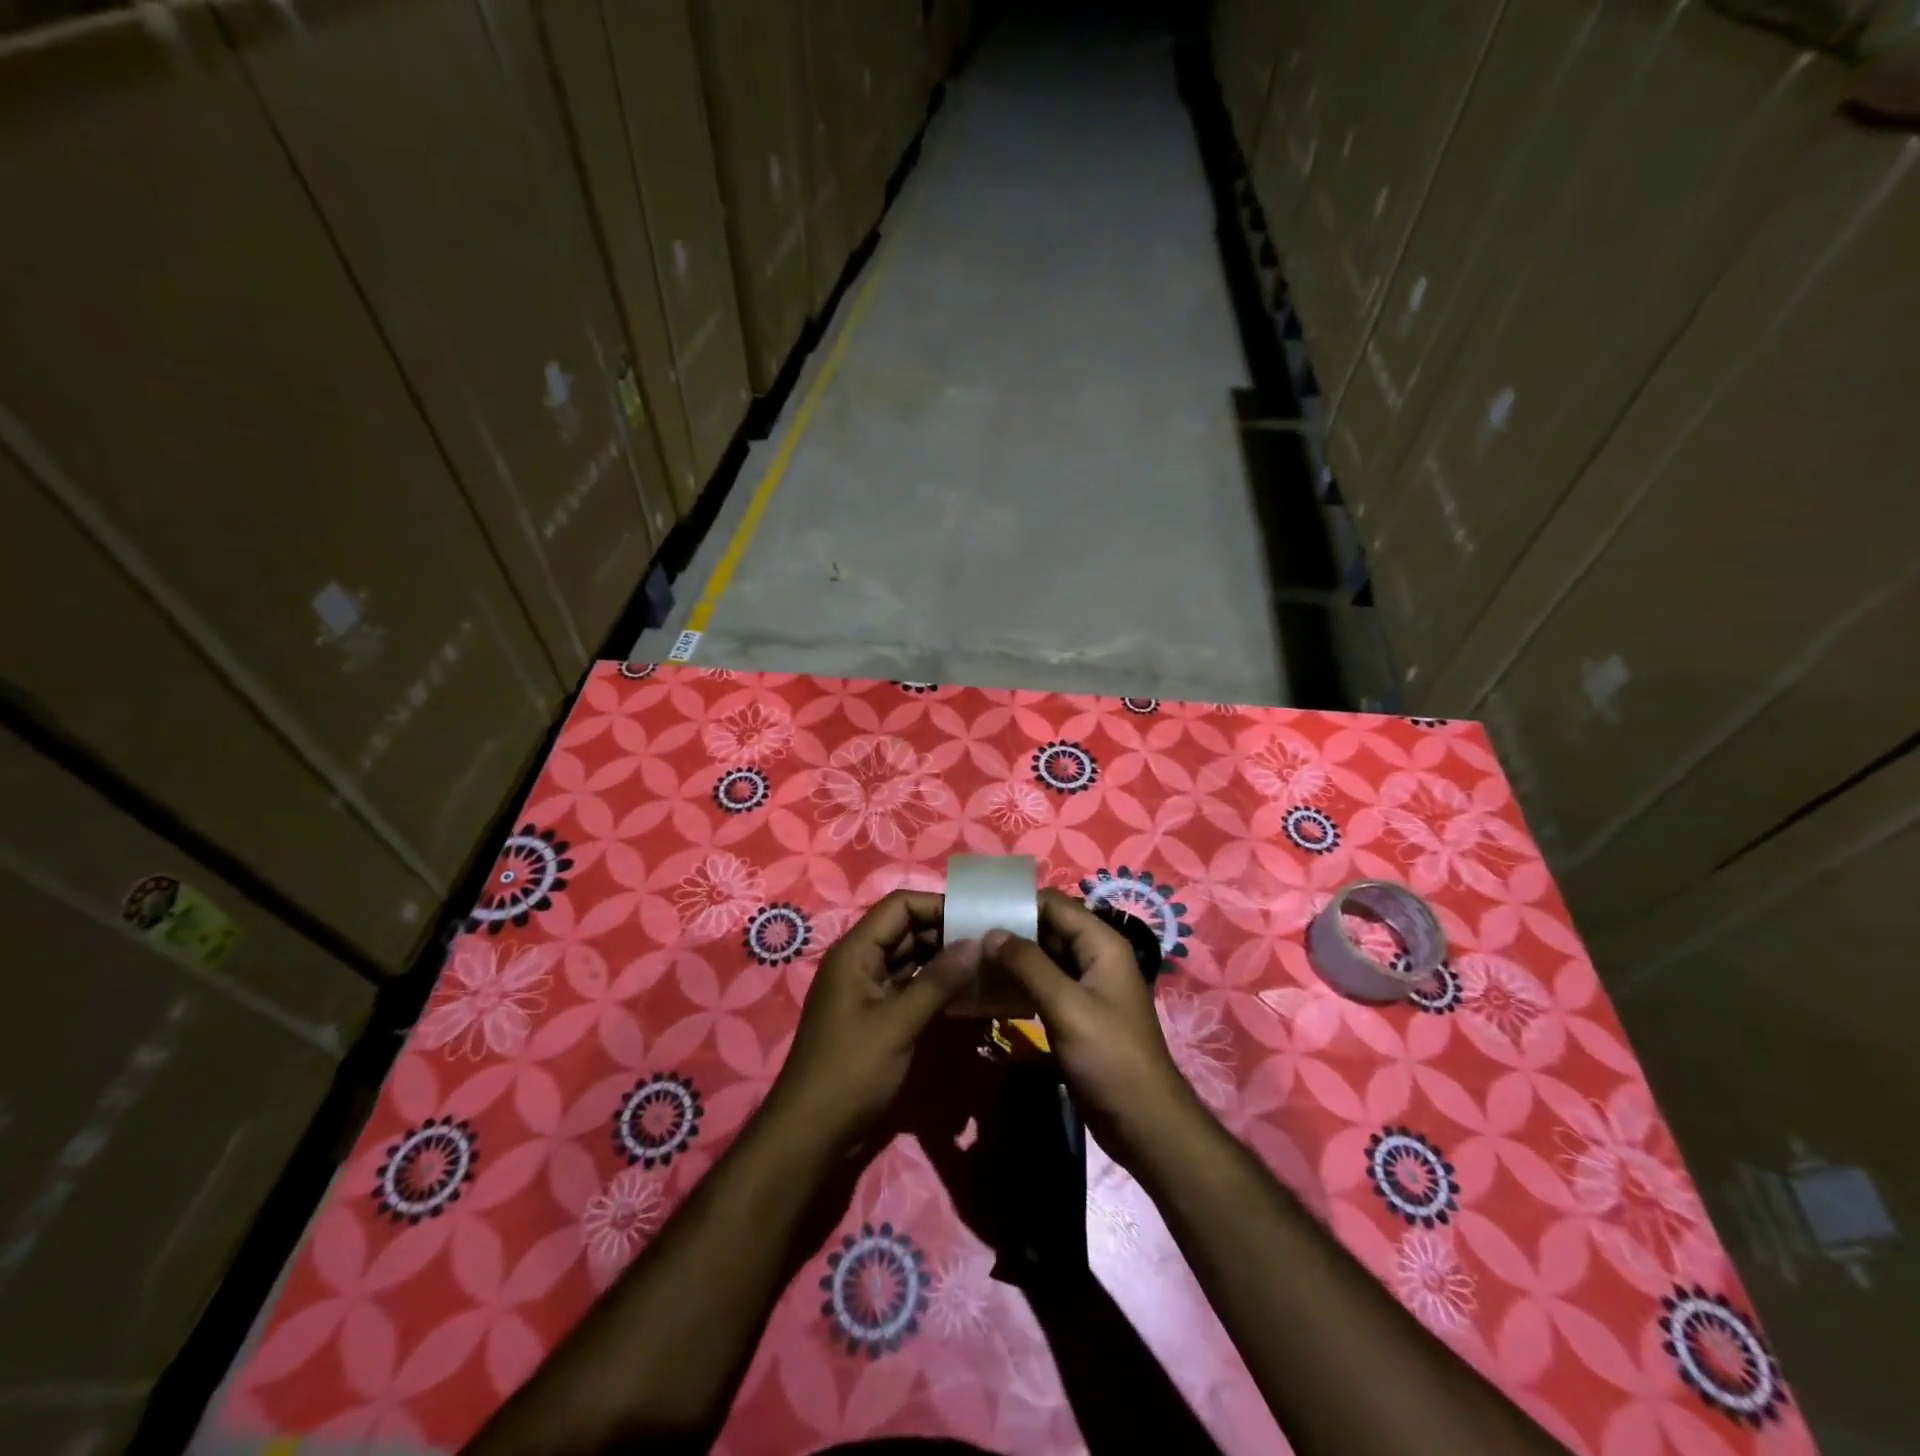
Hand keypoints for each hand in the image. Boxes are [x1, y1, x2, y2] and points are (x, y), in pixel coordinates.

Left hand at [766, 890, 978, 1155]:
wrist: (811, 1136)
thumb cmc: (850, 1072)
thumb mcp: (898, 1024)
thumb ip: (938, 981)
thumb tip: (977, 943)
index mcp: (856, 952)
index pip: (899, 906)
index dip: (937, 905)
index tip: (977, 918)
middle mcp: (861, 963)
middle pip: (907, 930)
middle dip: (946, 933)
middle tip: (991, 943)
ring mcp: (868, 992)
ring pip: (911, 960)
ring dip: (944, 961)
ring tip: (987, 965)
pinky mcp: (877, 1018)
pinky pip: (910, 988)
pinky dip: (935, 987)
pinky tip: (967, 995)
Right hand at [981, 890, 1203, 1173]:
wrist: (1143, 1123)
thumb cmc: (1109, 1058)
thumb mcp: (1066, 1006)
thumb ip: (1028, 965)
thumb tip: (991, 932)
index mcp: (1101, 944)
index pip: (1054, 904)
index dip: (1017, 903)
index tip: (976, 912)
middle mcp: (1094, 957)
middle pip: (1046, 929)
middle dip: (1008, 932)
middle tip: (963, 939)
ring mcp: (1085, 987)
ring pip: (1041, 960)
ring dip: (1010, 962)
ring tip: (968, 964)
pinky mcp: (1075, 1014)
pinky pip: (1042, 988)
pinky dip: (1017, 987)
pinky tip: (986, 994)